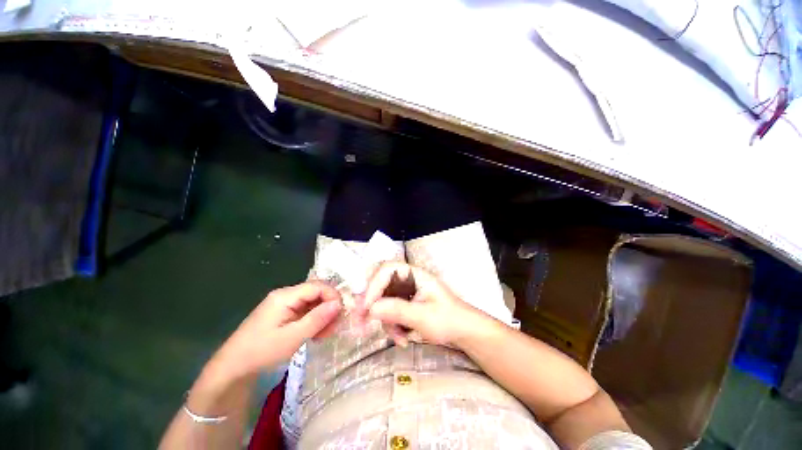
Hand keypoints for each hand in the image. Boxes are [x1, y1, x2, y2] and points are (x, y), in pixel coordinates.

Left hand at [211, 281, 341, 379]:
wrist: (232, 368)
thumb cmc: (261, 352)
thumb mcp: (293, 338)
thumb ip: (317, 319)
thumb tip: (339, 304)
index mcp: (285, 296)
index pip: (318, 286)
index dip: (333, 296)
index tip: (341, 314)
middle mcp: (286, 295)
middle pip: (316, 292)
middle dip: (329, 307)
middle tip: (335, 326)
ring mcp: (284, 304)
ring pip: (312, 302)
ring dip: (323, 315)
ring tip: (326, 333)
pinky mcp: (283, 313)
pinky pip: (305, 310)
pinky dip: (314, 320)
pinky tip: (317, 333)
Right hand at [358, 262, 488, 347]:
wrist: (463, 331)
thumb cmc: (448, 319)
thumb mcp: (423, 316)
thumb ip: (397, 311)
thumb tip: (370, 308)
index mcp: (414, 274)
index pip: (387, 270)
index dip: (373, 285)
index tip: (366, 308)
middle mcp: (407, 279)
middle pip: (380, 285)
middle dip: (371, 305)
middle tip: (361, 325)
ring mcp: (405, 291)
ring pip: (383, 301)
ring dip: (386, 321)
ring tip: (400, 339)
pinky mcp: (405, 303)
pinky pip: (389, 311)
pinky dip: (392, 325)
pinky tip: (403, 338)